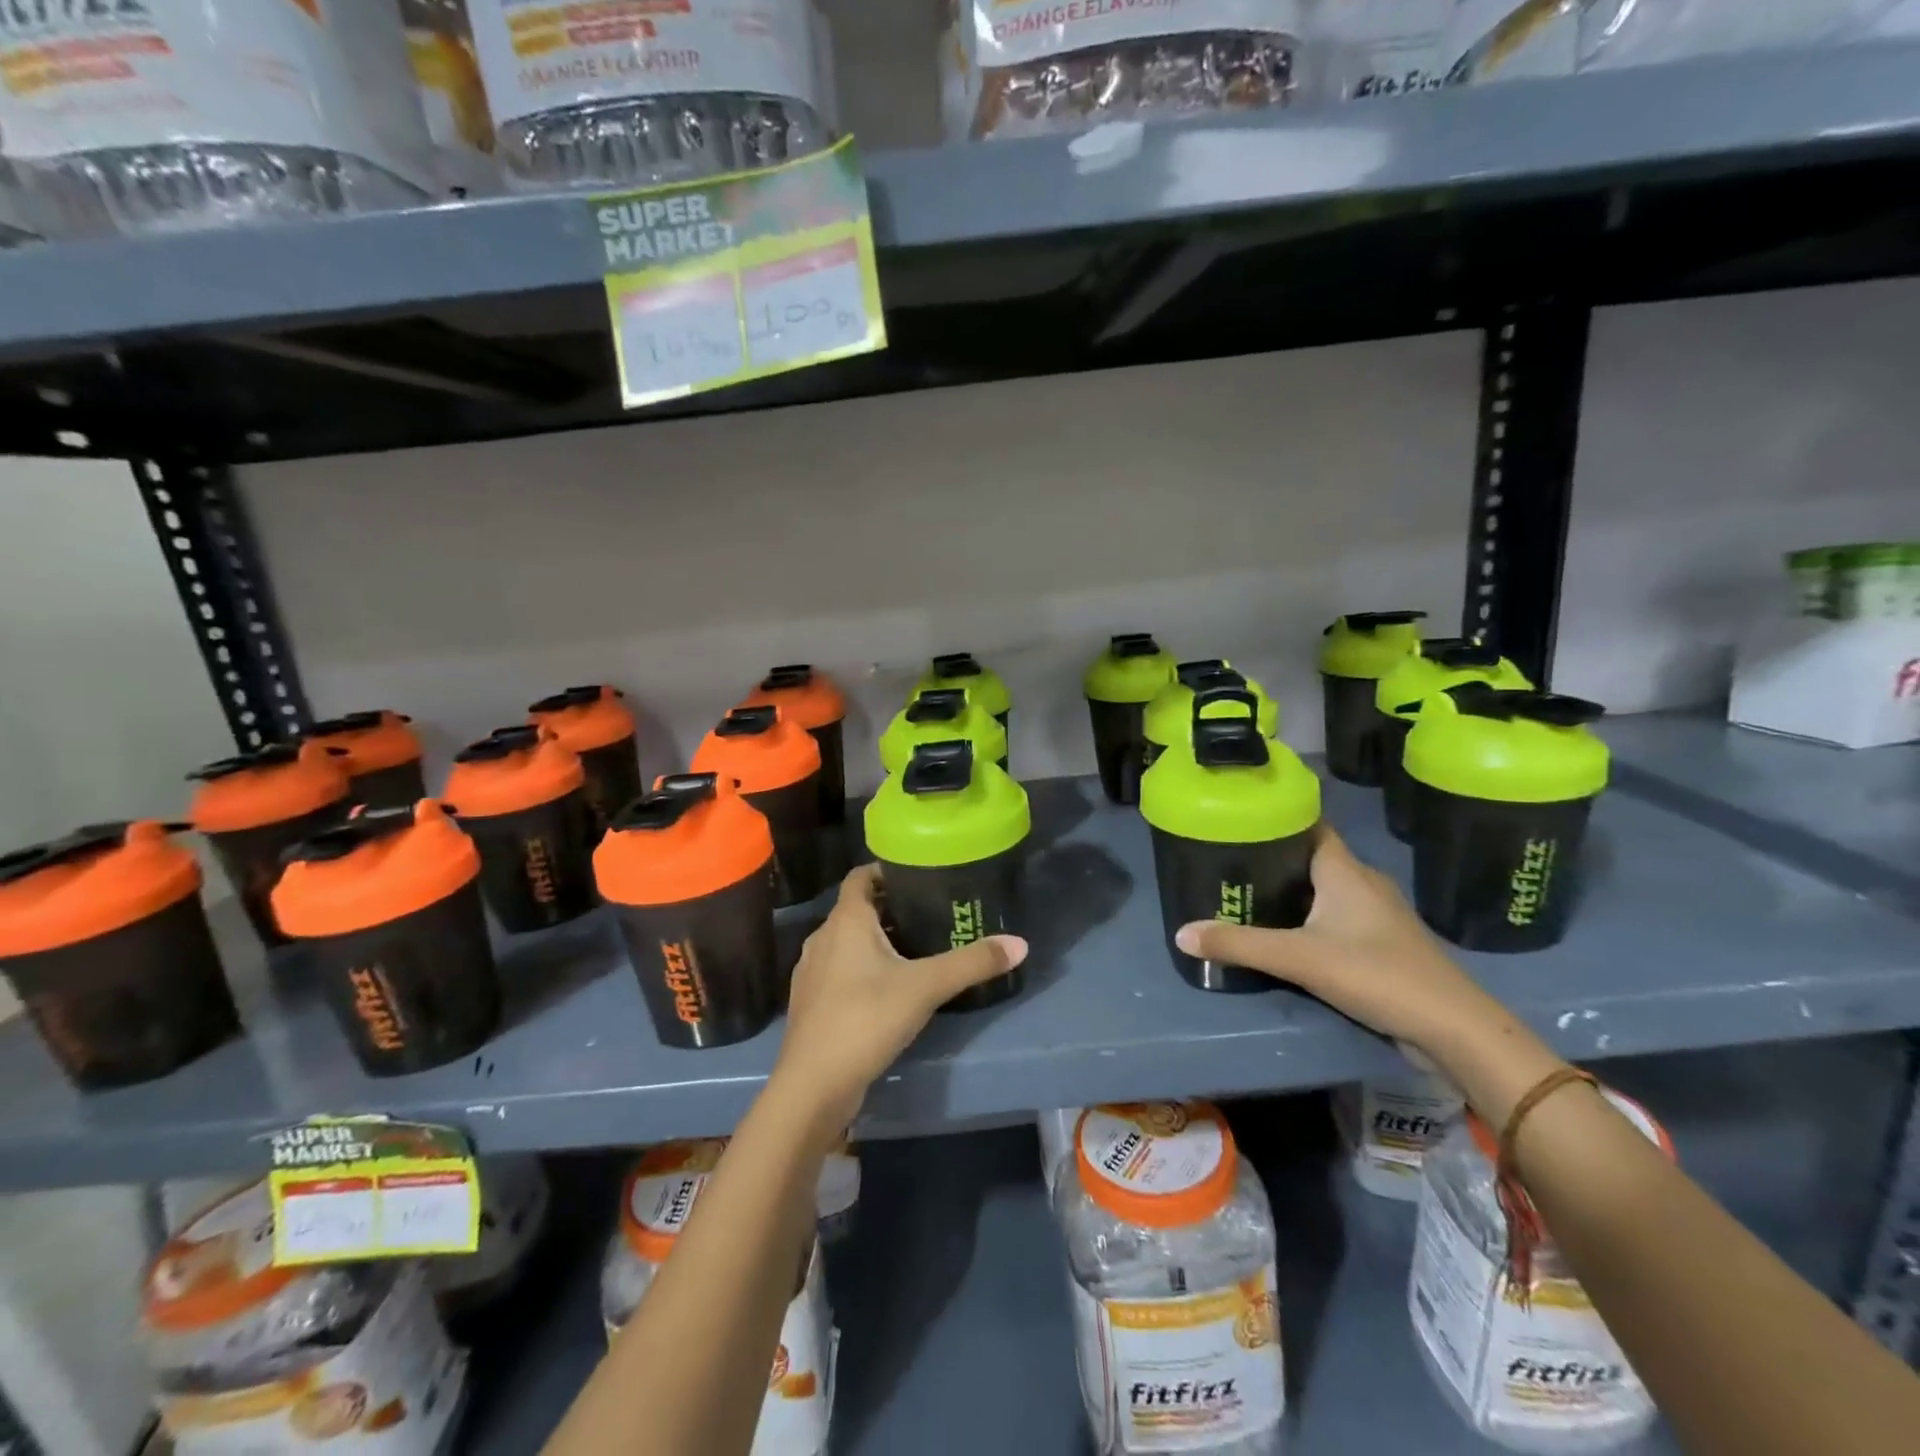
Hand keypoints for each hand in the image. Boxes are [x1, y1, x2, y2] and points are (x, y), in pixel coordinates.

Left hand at [773, 865, 1027, 1132]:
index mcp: (845, 921)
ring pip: (848, 942)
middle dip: (891, 908)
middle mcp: (823, 938)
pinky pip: (841, 971)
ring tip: (916, 949)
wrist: (812, 1087)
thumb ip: (972, 963)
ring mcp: (812, 972)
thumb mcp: (926, 987)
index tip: (919, 874)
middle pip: (857, 909)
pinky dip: (863, 969)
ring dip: (877, 941)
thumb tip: (1020, 943)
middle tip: (931, 912)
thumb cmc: (865, 1020)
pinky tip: (890, 989)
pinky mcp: (813, 1003)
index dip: (886, 870)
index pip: (860, 876)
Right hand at [1175, 826, 1557, 1108]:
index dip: (1277, 818)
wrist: (1454, 1029)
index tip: (1239, 819)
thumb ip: (1240, 945)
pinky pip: (1337, 918)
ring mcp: (1377, 915)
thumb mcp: (1300, 959)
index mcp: (1344, 870)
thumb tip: (1180, 933)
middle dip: (1273, 858)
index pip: (1309, 825)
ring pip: (1325, 889)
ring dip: (1292, 891)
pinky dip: (1310, 918)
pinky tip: (1286, 935)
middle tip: (1229, 862)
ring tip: (1248, 895)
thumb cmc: (1377, 974)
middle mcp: (1362, 883)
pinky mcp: (1382, 945)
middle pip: (1311, 858)